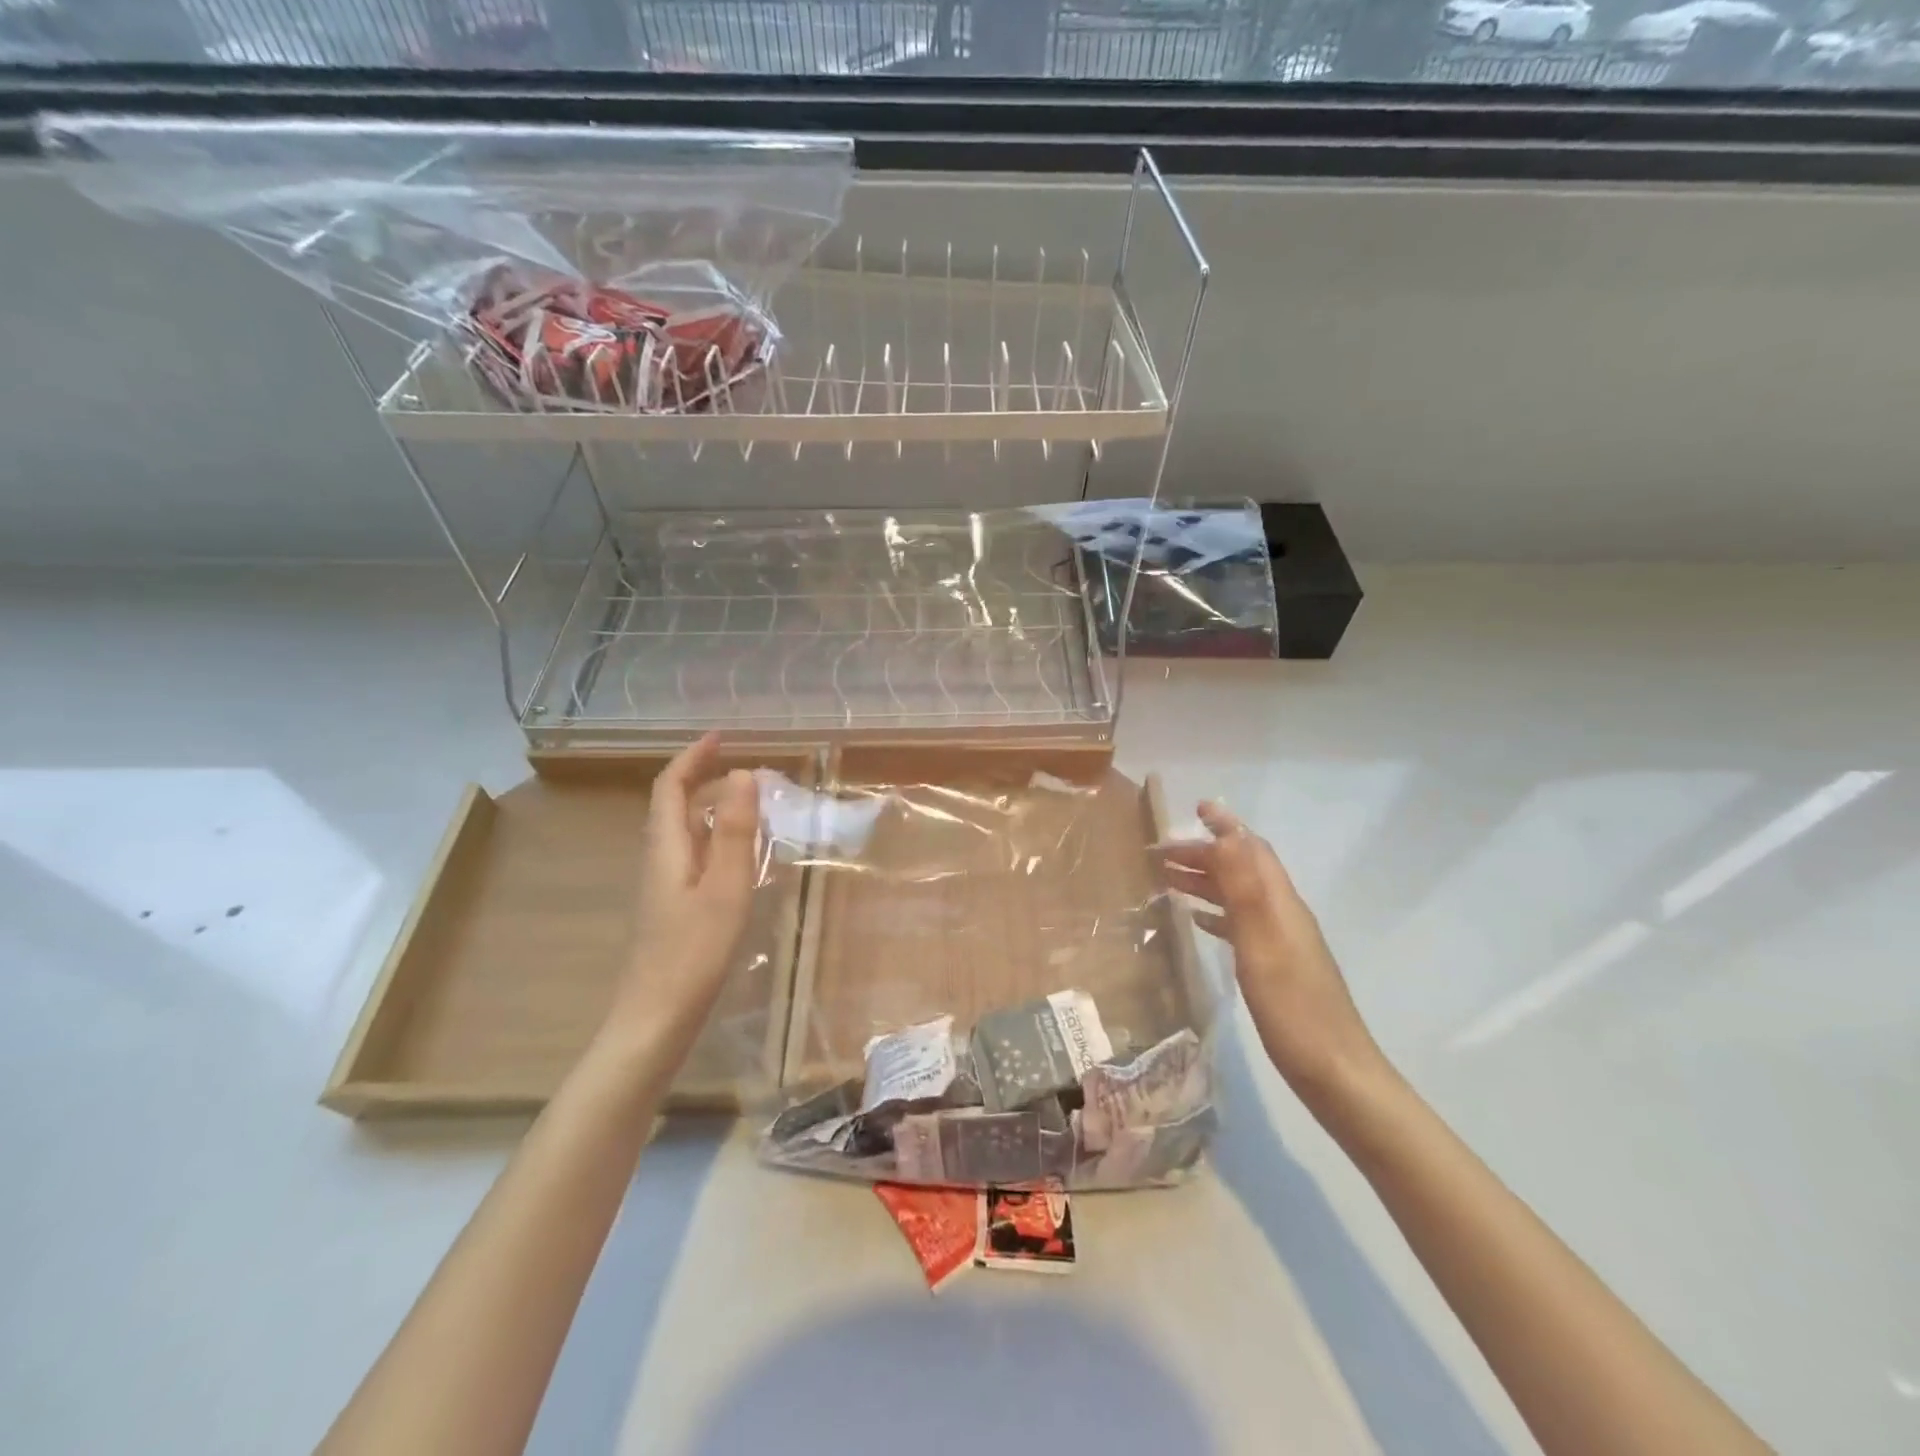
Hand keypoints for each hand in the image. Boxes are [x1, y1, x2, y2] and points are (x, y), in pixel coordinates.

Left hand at [600, 733, 761, 1061]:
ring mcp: (664, 886)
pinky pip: (694, 855)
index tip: (722, 736)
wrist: (655, 1019)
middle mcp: (660, 860)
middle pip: (674, 805)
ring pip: (684, 831)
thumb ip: (737, 832)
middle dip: (704, 778)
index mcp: (667, 848)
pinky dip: (716, 838)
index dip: (692, 757)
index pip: (671, 787)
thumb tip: (745, 774)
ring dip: (712, 807)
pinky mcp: (673, 907)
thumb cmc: (693, 953)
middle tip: (748, 770)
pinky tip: (739, 855)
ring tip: (750, 803)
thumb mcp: (725, 888)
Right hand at [1159, 801, 1383, 1100]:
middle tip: (1160, 854)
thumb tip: (1227, 835)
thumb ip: (1244, 889)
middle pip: (1242, 869)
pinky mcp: (1277, 966)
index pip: (1253, 850)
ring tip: (1167, 880)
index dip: (1226, 827)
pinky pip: (1241, 924)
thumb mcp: (1262, 944)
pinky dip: (1216, 913)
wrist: (1335, 1073)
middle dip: (1204, 854)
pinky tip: (1196, 922)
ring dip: (1206, 881)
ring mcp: (1282, 941)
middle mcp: (1284, 914)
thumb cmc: (1293, 1008)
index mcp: (1281, 904)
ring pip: (1239, 896)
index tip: (1196, 808)